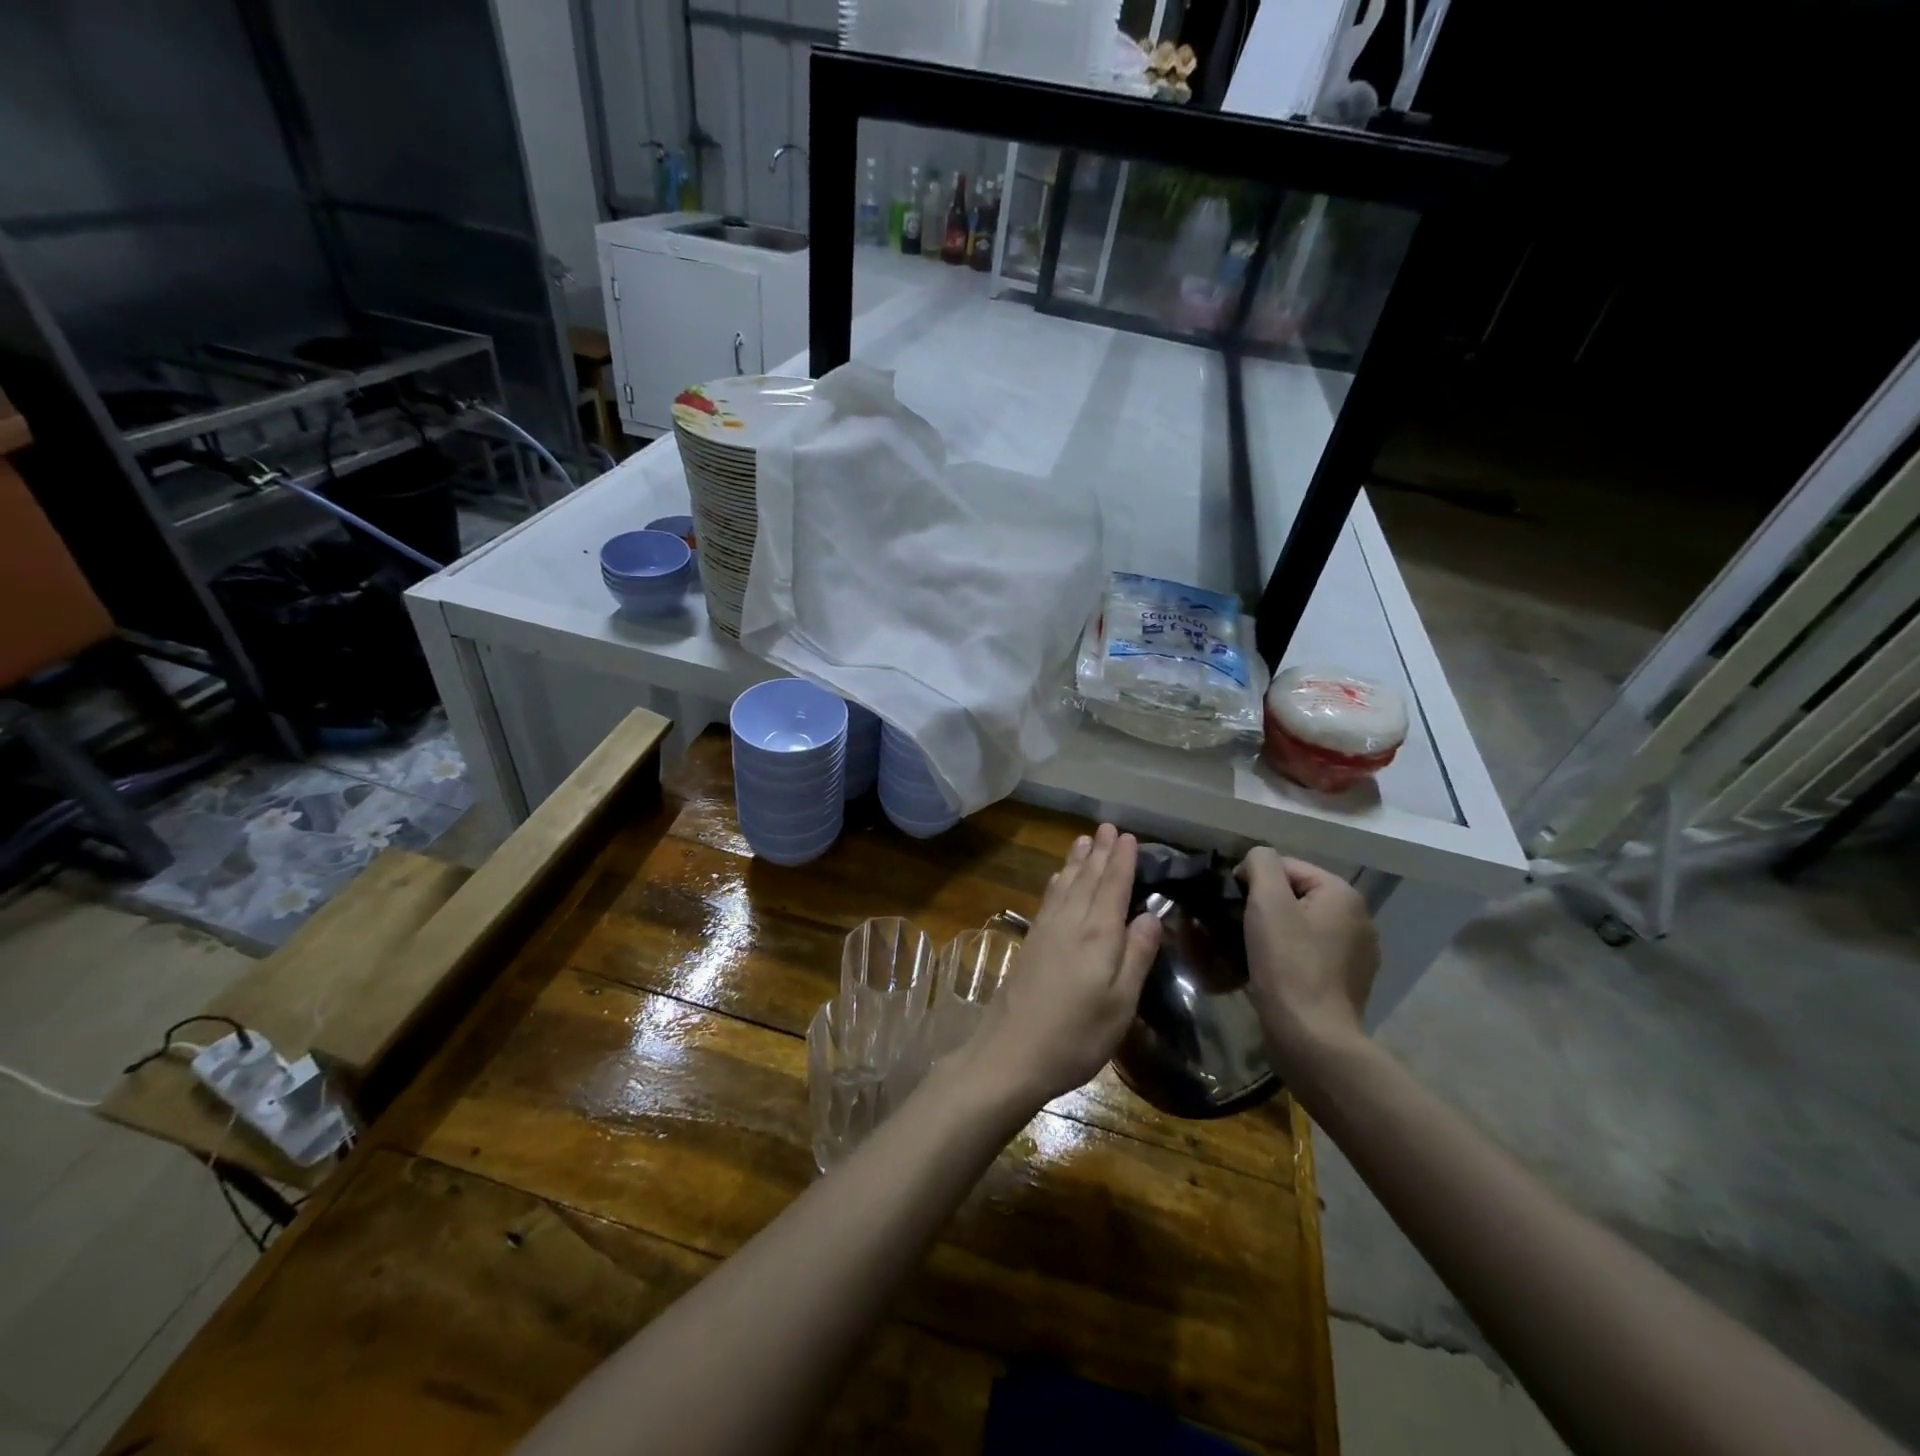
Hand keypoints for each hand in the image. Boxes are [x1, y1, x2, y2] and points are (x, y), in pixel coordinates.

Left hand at [961, 824, 1163, 1115]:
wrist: (1011, 1053)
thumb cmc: (1076, 1036)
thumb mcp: (1121, 1003)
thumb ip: (1136, 955)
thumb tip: (1152, 915)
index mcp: (1097, 935)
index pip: (1113, 886)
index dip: (1122, 860)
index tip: (1128, 836)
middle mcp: (1070, 923)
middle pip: (1087, 878)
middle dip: (1100, 852)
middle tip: (1108, 827)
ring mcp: (1046, 931)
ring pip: (1065, 884)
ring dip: (1076, 861)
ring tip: (1084, 840)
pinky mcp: (1031, 943)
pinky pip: (1049, 898)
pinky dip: (1058, 881)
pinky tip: (1058, 879)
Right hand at [1237, 849, 1378, 1069]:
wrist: (1312, 1037)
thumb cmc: (1287, 963)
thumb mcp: (1267, 901)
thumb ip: (1261, 863)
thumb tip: (1255, 861)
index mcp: (1343, 894)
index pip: (1286, 866)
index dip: (1253, 880)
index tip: (1232, 905)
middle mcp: (1359, 918)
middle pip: (1296, 895)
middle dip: (1266, 906)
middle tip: (1238, 928)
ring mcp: (1358, 953)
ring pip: (1303, 925)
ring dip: (1276, 931)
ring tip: (1252, 950)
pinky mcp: (1348, 981)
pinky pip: (1311, 953)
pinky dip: (1291, 955)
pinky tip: (1273, 971)